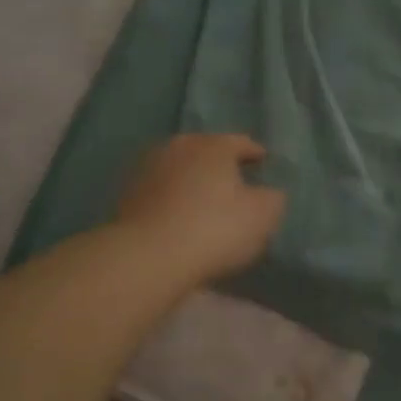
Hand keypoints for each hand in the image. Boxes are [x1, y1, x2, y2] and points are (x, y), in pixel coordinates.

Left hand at [115, 133, 286, 285]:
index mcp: (213, 146)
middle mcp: (179, 147)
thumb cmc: (214, 229)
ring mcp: (148, 169)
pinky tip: (180, 215)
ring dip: (193, 180)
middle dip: (221, 164)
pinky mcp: (127, 195)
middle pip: (206, 151)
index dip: (255, 153)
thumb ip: (273, 198)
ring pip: (180, 169)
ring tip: (206, 199)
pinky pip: (161, 190)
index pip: (241, 142)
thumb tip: (268, 193)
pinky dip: (173, 198)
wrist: (148, 257)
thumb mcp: (263, 215)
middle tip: (235, 180)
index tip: (264, 162)